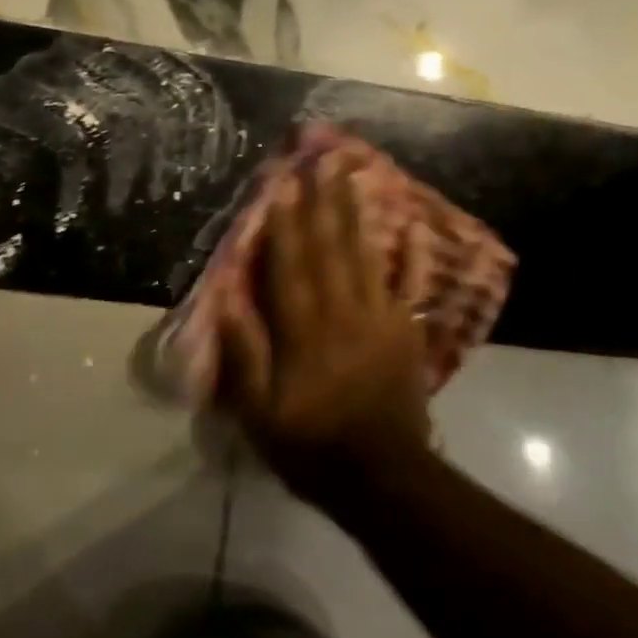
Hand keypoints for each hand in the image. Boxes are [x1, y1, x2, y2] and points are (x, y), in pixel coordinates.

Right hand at [217, 154, 434, 501]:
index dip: (284, 224)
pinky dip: (408, 253)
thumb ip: (245, 356)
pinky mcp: (404, 329)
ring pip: (362, 254)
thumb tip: (227, 301)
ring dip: (354, 212)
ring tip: (349, 175)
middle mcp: (342, 313)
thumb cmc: (313, 446)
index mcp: (304, 332)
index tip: (282, 185)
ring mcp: (379, 317)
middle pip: (328, 248)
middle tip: (321, 160)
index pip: (290, 266)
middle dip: (321, 201)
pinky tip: (410, 225)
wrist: (384, 477)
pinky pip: (405, 283)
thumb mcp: (261, 415)